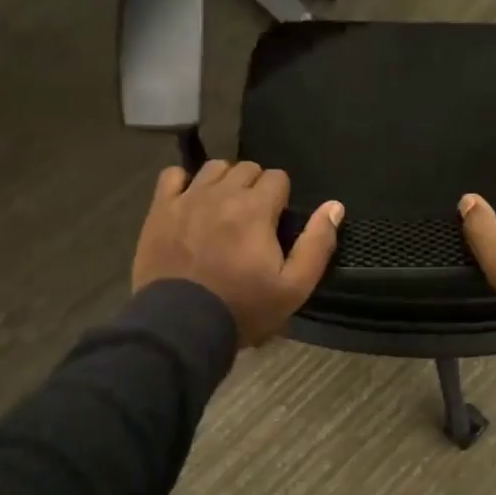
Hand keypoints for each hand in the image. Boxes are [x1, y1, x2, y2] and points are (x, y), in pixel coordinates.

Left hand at [132, 161, 344, 346]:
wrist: (181, 326)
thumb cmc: (242, 308)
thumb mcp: (293, 287)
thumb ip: (317, 244)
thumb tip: (335, 206)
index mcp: (256, 209)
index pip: (277, 177)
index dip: (281, 197)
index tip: (276, 222)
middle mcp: (222, 194)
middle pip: (246, 167)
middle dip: (255, 187)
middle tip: (254, 219)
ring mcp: (187, 199)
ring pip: (213, 168)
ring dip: (224, 181)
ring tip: (224, 208)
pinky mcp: (160, 210)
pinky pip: (173, 175)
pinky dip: (185, 183)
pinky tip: (190, 201)